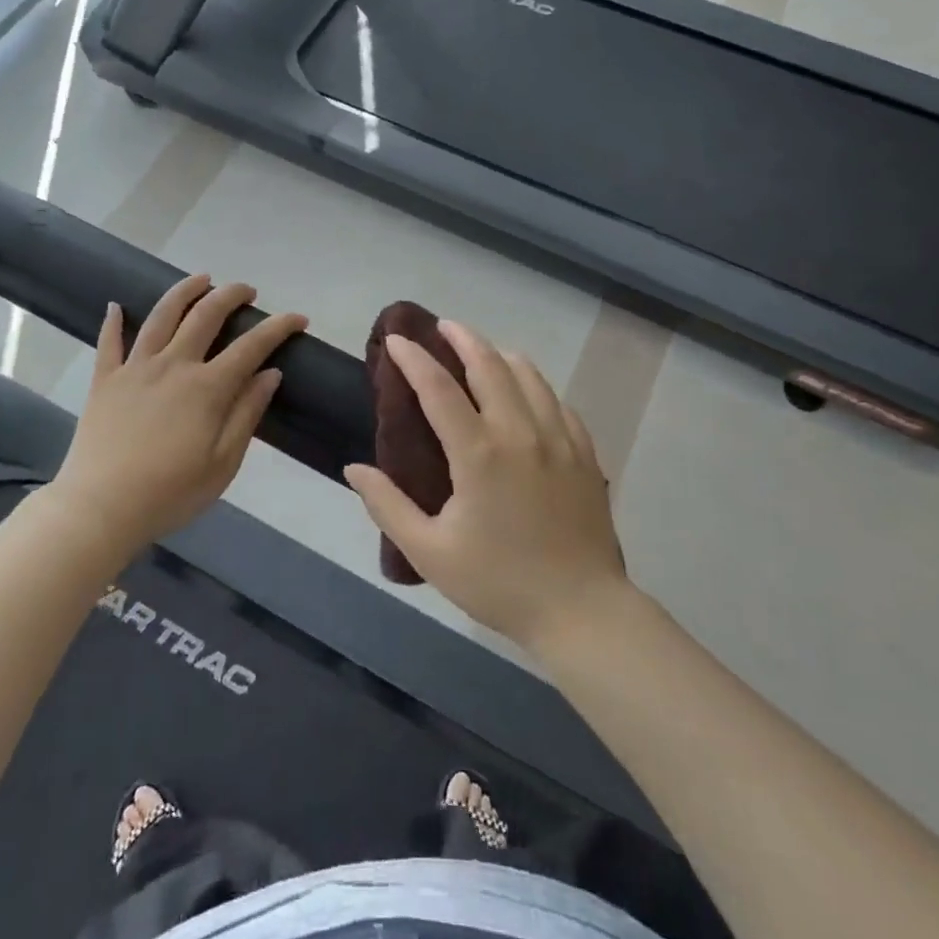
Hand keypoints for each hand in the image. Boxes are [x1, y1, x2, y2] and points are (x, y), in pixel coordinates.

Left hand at [53, 274, 306, 558]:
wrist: (99, 509)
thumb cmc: (170, 493)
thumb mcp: (223, 462)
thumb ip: (247, 413)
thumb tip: (270, 373)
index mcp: (207, 388)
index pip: (252, 346)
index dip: (278, 327)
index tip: (298, 318)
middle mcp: (173, 365)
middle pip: (206, 316)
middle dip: (231, 295)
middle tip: (247, 290)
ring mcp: (135, 369)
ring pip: (162, 316)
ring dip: (184, 291)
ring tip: (201, 279)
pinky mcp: (105, 381)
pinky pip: (109, 343)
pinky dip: (113, 321)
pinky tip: (116, 305)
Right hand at [344, 320, 628, 653]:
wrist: (582, 611)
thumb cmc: (499, 583)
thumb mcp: (430, 553)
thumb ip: (388, 506)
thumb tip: (355, 468)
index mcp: (479, 453)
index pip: (438, 387)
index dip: (414, 358)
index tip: (396, 340)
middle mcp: (520, 432)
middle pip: (490, 364)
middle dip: (463, 337)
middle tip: (443, 327)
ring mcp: (559, 438)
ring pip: (529, 375)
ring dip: (501, 354)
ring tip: (483, 352)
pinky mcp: (584, 452)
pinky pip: (557, 402)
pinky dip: (535, 386)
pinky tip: (527, 394)